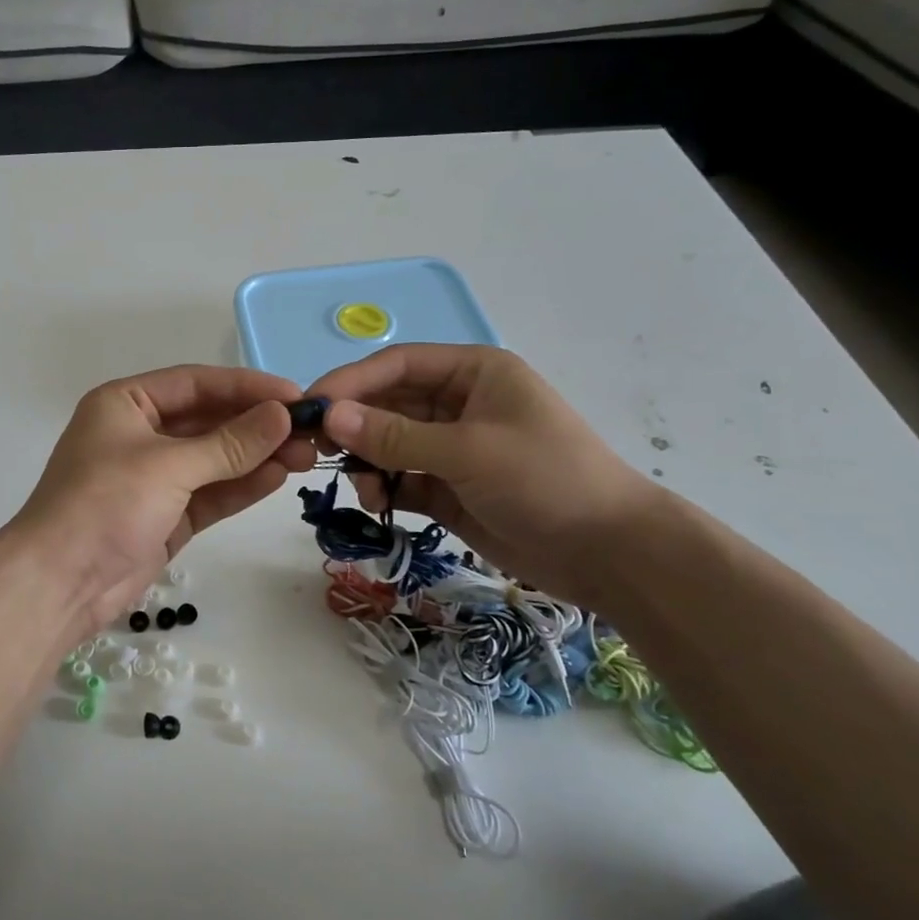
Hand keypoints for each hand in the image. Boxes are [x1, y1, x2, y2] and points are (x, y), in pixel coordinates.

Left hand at [10, 366, 317, 636]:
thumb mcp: (169, 466)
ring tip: (307, 455)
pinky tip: (278, 478)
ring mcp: (153, 478)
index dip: (246, 386)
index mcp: (126, 404)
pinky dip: (240, 486)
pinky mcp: (165, 516)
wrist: (59, 583)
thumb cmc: (105, 504)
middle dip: (256, 425)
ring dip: (256, 456)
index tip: (294, 394)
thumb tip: (282, 415)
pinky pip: (209, 493)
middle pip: (208, 421)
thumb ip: (229, 443)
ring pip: (213, 459)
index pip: (196, 384)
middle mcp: (139, 434)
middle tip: (310, 430)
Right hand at [308, 345, 660, 605]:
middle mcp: (458, 403)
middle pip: (387, 403)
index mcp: (472, 373)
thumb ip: (395, 435)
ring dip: (368, 462)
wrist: (609, 554)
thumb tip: (329, 416)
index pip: (396, 364)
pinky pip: (400, 478)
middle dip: (353, 425)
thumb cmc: (545, 480)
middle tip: (314, 450)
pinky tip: (377, 503)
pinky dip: (383, 488)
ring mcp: (451, 447)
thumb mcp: (468, 451)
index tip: (310, 406)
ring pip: (389, 443)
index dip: (350, 381)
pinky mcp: (448, 487)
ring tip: (364, 490)